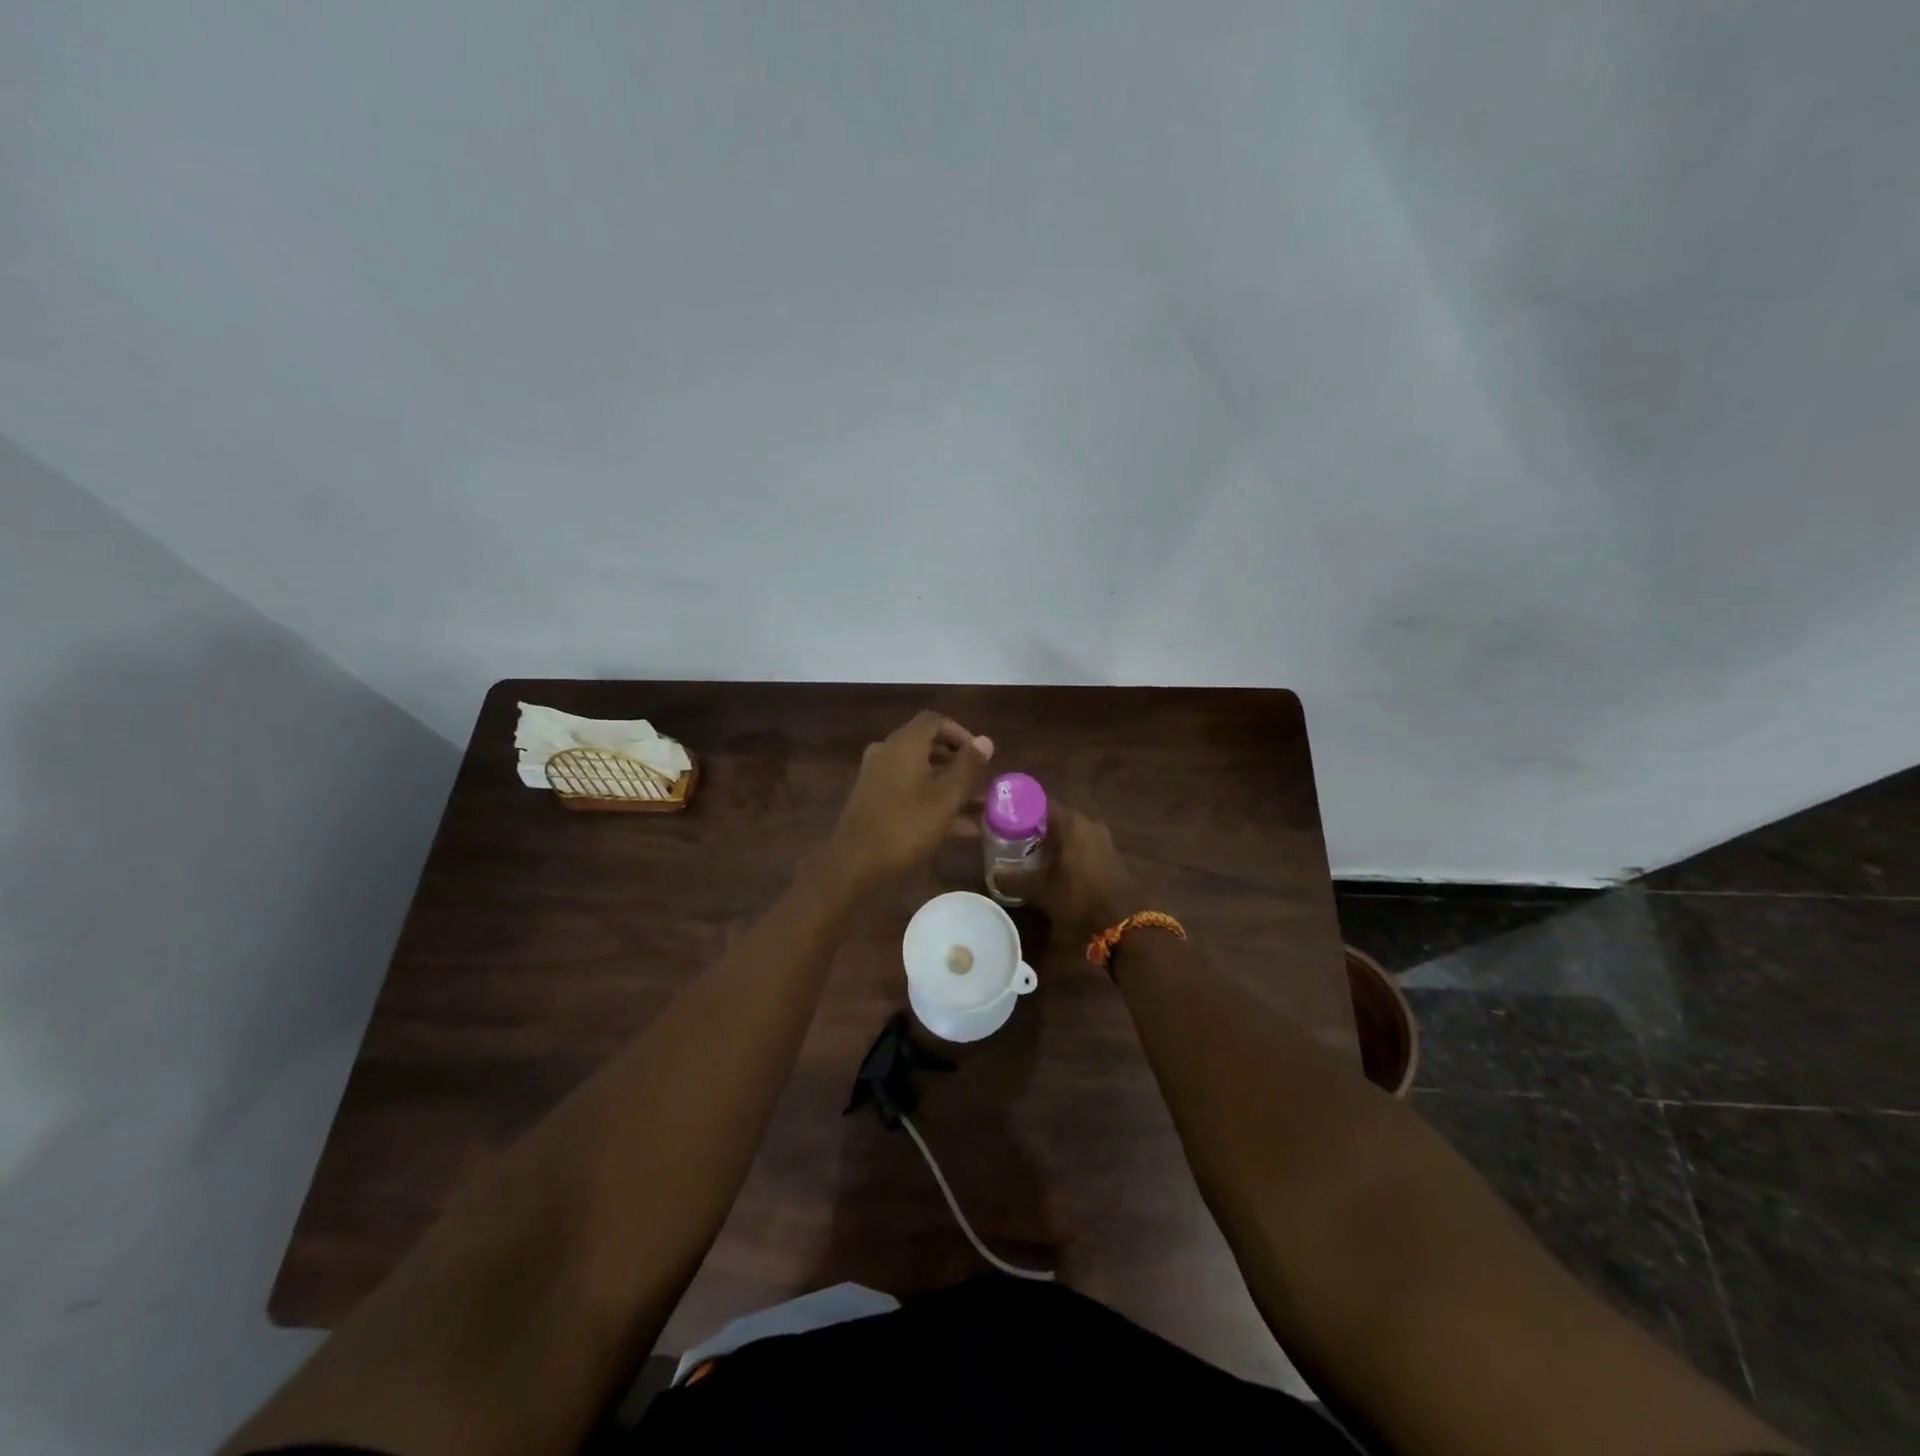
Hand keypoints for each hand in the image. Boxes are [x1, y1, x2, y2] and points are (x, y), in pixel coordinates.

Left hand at [828, 712, 994, 887]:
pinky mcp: (873, 802)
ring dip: (948, 785)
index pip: (934, 721)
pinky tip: (959, 829)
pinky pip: (908, 792)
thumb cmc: (906, 826)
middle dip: (956, 761)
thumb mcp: (946, 797)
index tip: (980, 754)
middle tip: (980, 779)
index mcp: (903, 745)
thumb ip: (968, 767)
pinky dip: (932, 801)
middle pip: (926, 746)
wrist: (855, 864)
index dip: (960, 733)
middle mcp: (886, 754)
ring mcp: (876, 778)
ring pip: (919, 772)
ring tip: (978, 807)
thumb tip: (985, 740)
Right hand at [997, 801, 1138, 936]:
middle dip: (1032, 827)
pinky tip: (1052, 867)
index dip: (1018, 809)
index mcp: (1070, 822)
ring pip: (1068, 832)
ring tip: (1028, 854)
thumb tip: (994, 875)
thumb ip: (1014, 879)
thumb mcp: (1040, 890)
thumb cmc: (1078, 896)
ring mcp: (1102, 839)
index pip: (1038, 803)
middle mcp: (1088, 823)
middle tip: (1011, 838)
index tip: (1001, 817)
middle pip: (1053, 818)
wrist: (1122, 921)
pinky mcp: (1109, 855)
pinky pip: (1080, 845)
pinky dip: (1065, 851)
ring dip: (1050, 841)